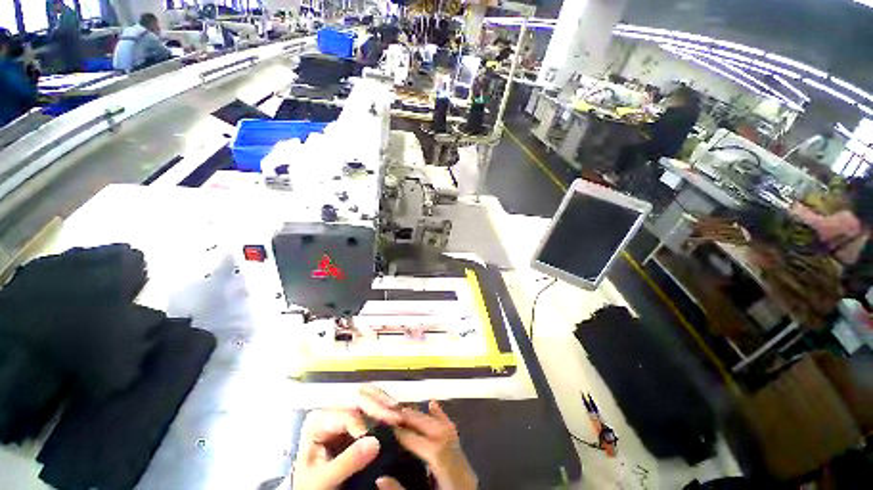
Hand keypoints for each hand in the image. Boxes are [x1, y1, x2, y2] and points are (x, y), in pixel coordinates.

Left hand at [290, 387, 402, 489]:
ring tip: (397, 412)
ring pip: (366, 395)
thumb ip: (346, 462)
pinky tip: (393, 412)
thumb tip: (375, 442)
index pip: (344, 414)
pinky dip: (383, 406)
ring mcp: (343, 412)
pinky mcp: (354, 418)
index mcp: (317, 421)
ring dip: (383, 401)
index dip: (362, 423)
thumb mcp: (323, 480)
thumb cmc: (311, 486)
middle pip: (357, 396)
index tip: (377, 439)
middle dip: (377, 404)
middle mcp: (331, 410)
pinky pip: (370, 404)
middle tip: (395, 416)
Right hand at [391, 400, 476, 489]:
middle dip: (417, 421)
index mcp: (451, 478)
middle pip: (439, 434)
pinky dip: (442, 417)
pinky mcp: (463, 459)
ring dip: (426, 417)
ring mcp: (463, 459)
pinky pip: (453, 433)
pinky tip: (433, 404)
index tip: (391, 428)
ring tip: (406, 410)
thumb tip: (380, 478)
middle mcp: (459, 463)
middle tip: (394, 414)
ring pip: (447, 430)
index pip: (432, 451)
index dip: (411, 437)